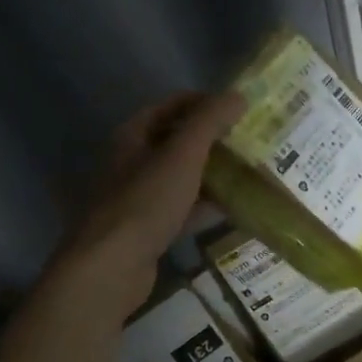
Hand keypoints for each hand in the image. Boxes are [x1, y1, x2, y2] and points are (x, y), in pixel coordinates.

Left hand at [55, 92, 244, 308]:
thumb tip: (238, 95)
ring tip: (248, 173)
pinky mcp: (148, 229)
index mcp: (132, 136)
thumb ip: (209, 122)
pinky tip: (233, 210)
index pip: (170, 106)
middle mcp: (131, 162)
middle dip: (212, 141)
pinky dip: (205, 207)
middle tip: (249, 141)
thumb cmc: (145, 202)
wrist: (112, 266)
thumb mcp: (182, 156)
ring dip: (211, 175)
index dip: (204, 102)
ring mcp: (139, 198)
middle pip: (176, 142)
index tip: (239, 108)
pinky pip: (182, 210)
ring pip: (181, 178)